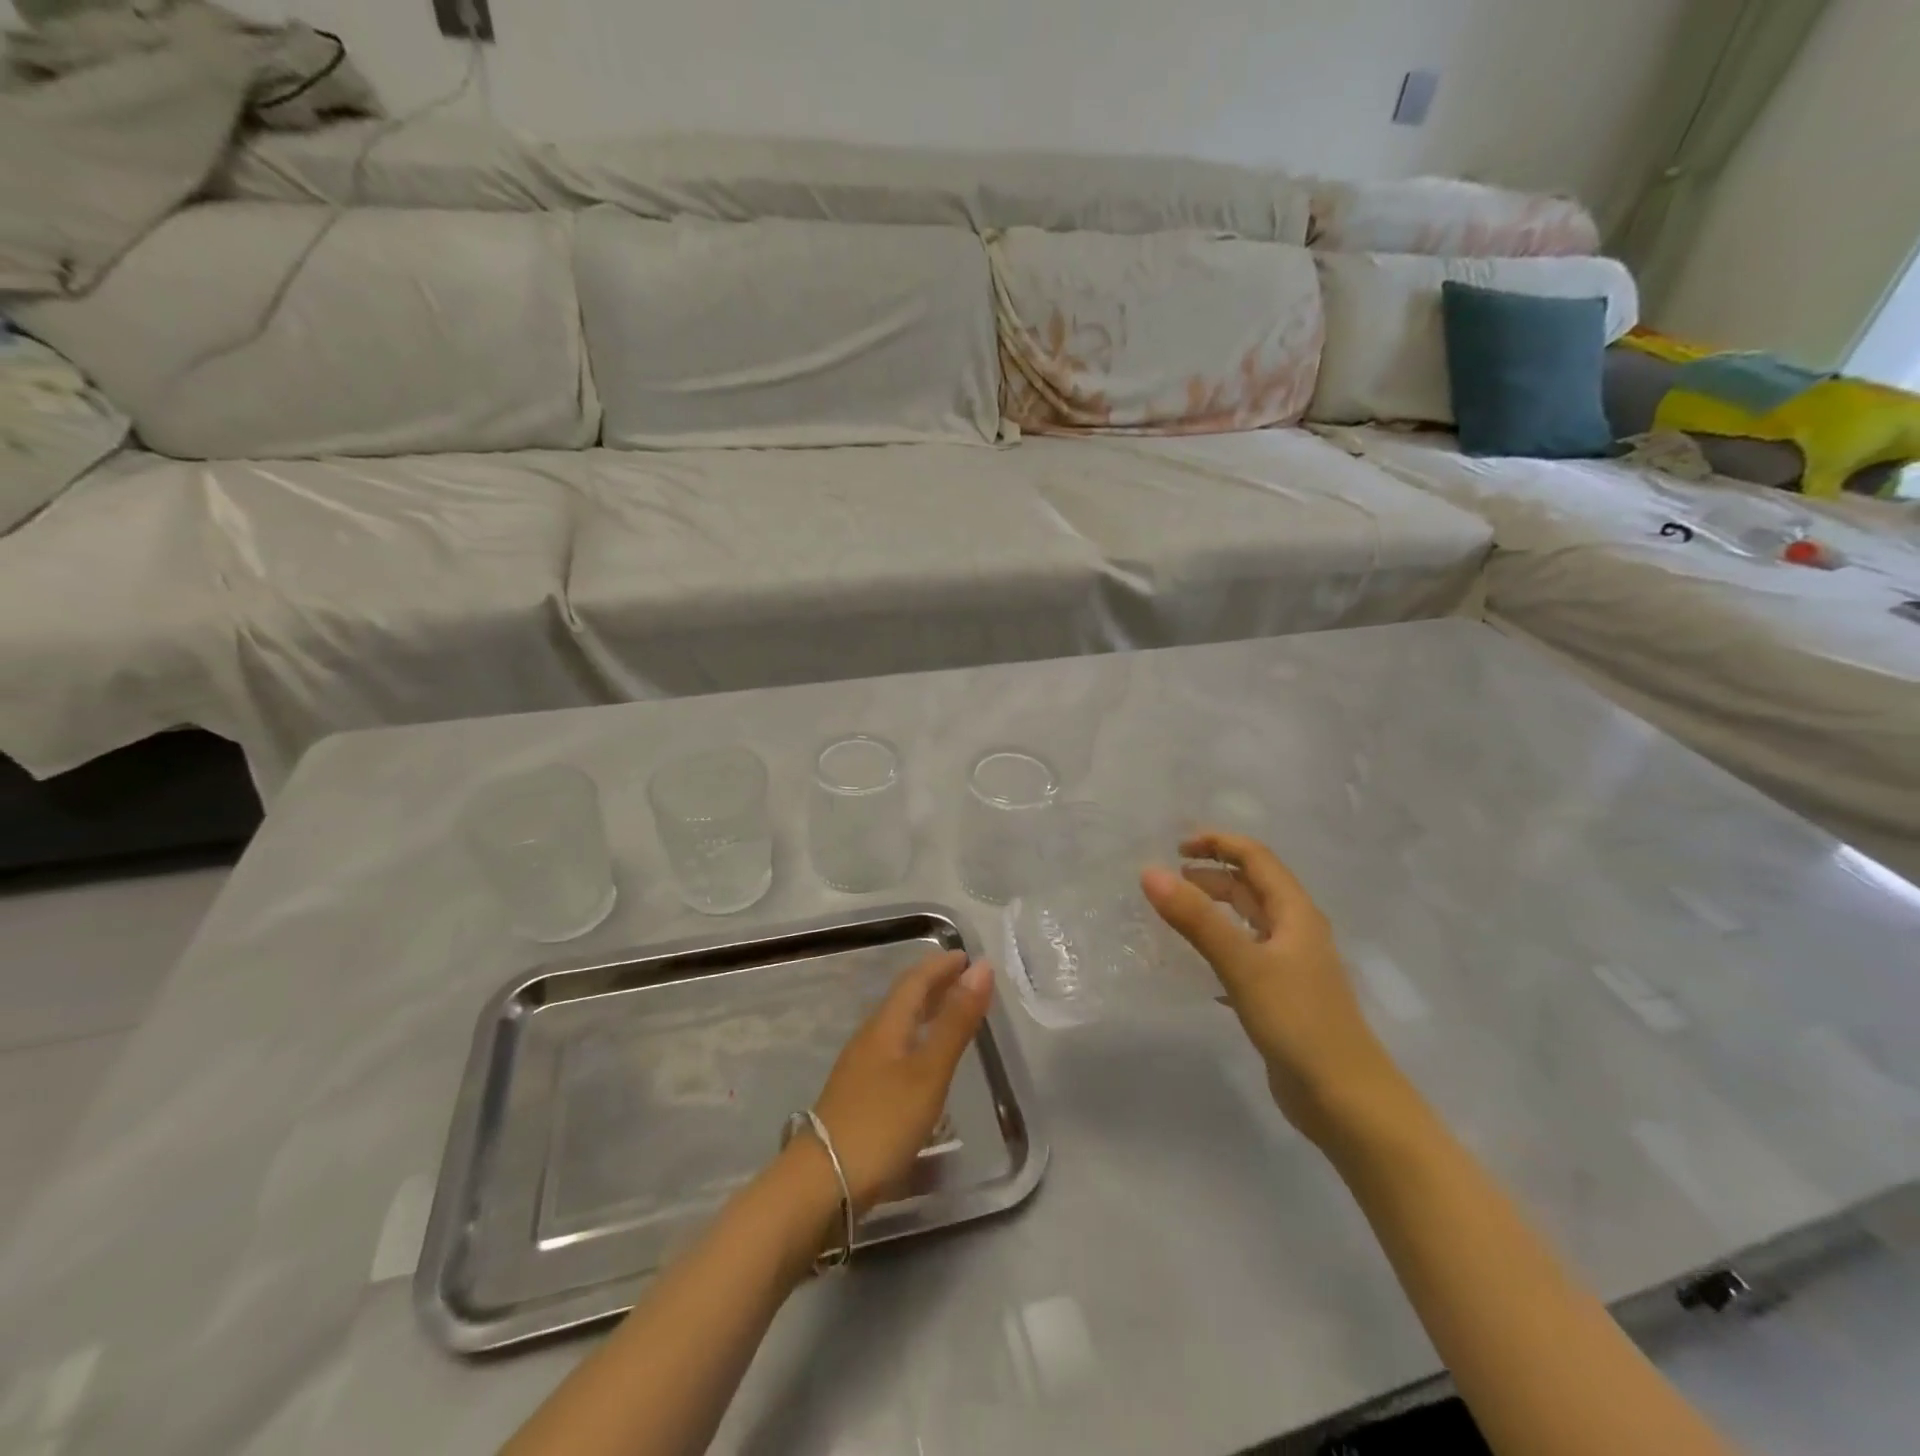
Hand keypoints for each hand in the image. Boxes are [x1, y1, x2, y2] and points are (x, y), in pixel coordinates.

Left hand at [808, 951, 993, 1216]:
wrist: (822, 1184)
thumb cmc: (881, 1122)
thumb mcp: (929, 1072)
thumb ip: (956, 1022)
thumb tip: (980, 967)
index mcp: (887, 1025)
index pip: (915, 980)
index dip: (941, 965)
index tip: (967, 956)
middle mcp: (871, 1038)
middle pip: (904, 1000)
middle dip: (935, 984)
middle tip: (965, 979)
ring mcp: (860, 1068)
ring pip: (898, 1025)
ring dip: (925, 1012)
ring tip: (951, 1014)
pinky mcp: (858, 1095)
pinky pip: (894, 1050)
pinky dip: (916, 1041)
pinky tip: (924, 1062)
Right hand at [1141, 830, 1412, 1147]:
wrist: (1346, 1100)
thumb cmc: (1298, 1022)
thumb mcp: (1243, 963)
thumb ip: (1196, 918)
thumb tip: (1150, 873)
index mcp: (1295, 914)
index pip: (1256, 858)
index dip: (1219, 843)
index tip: (1176, 846)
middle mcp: (1296, 932)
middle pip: (1252, 887)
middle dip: (1213, 875)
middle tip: (1169, 880)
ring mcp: (1291, 967)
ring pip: (1249, 922)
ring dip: (1215, 909)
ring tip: (1177, 912)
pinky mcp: (1282, 997)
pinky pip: (1246, 955)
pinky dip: (1219, 945)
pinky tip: (1199, 963)